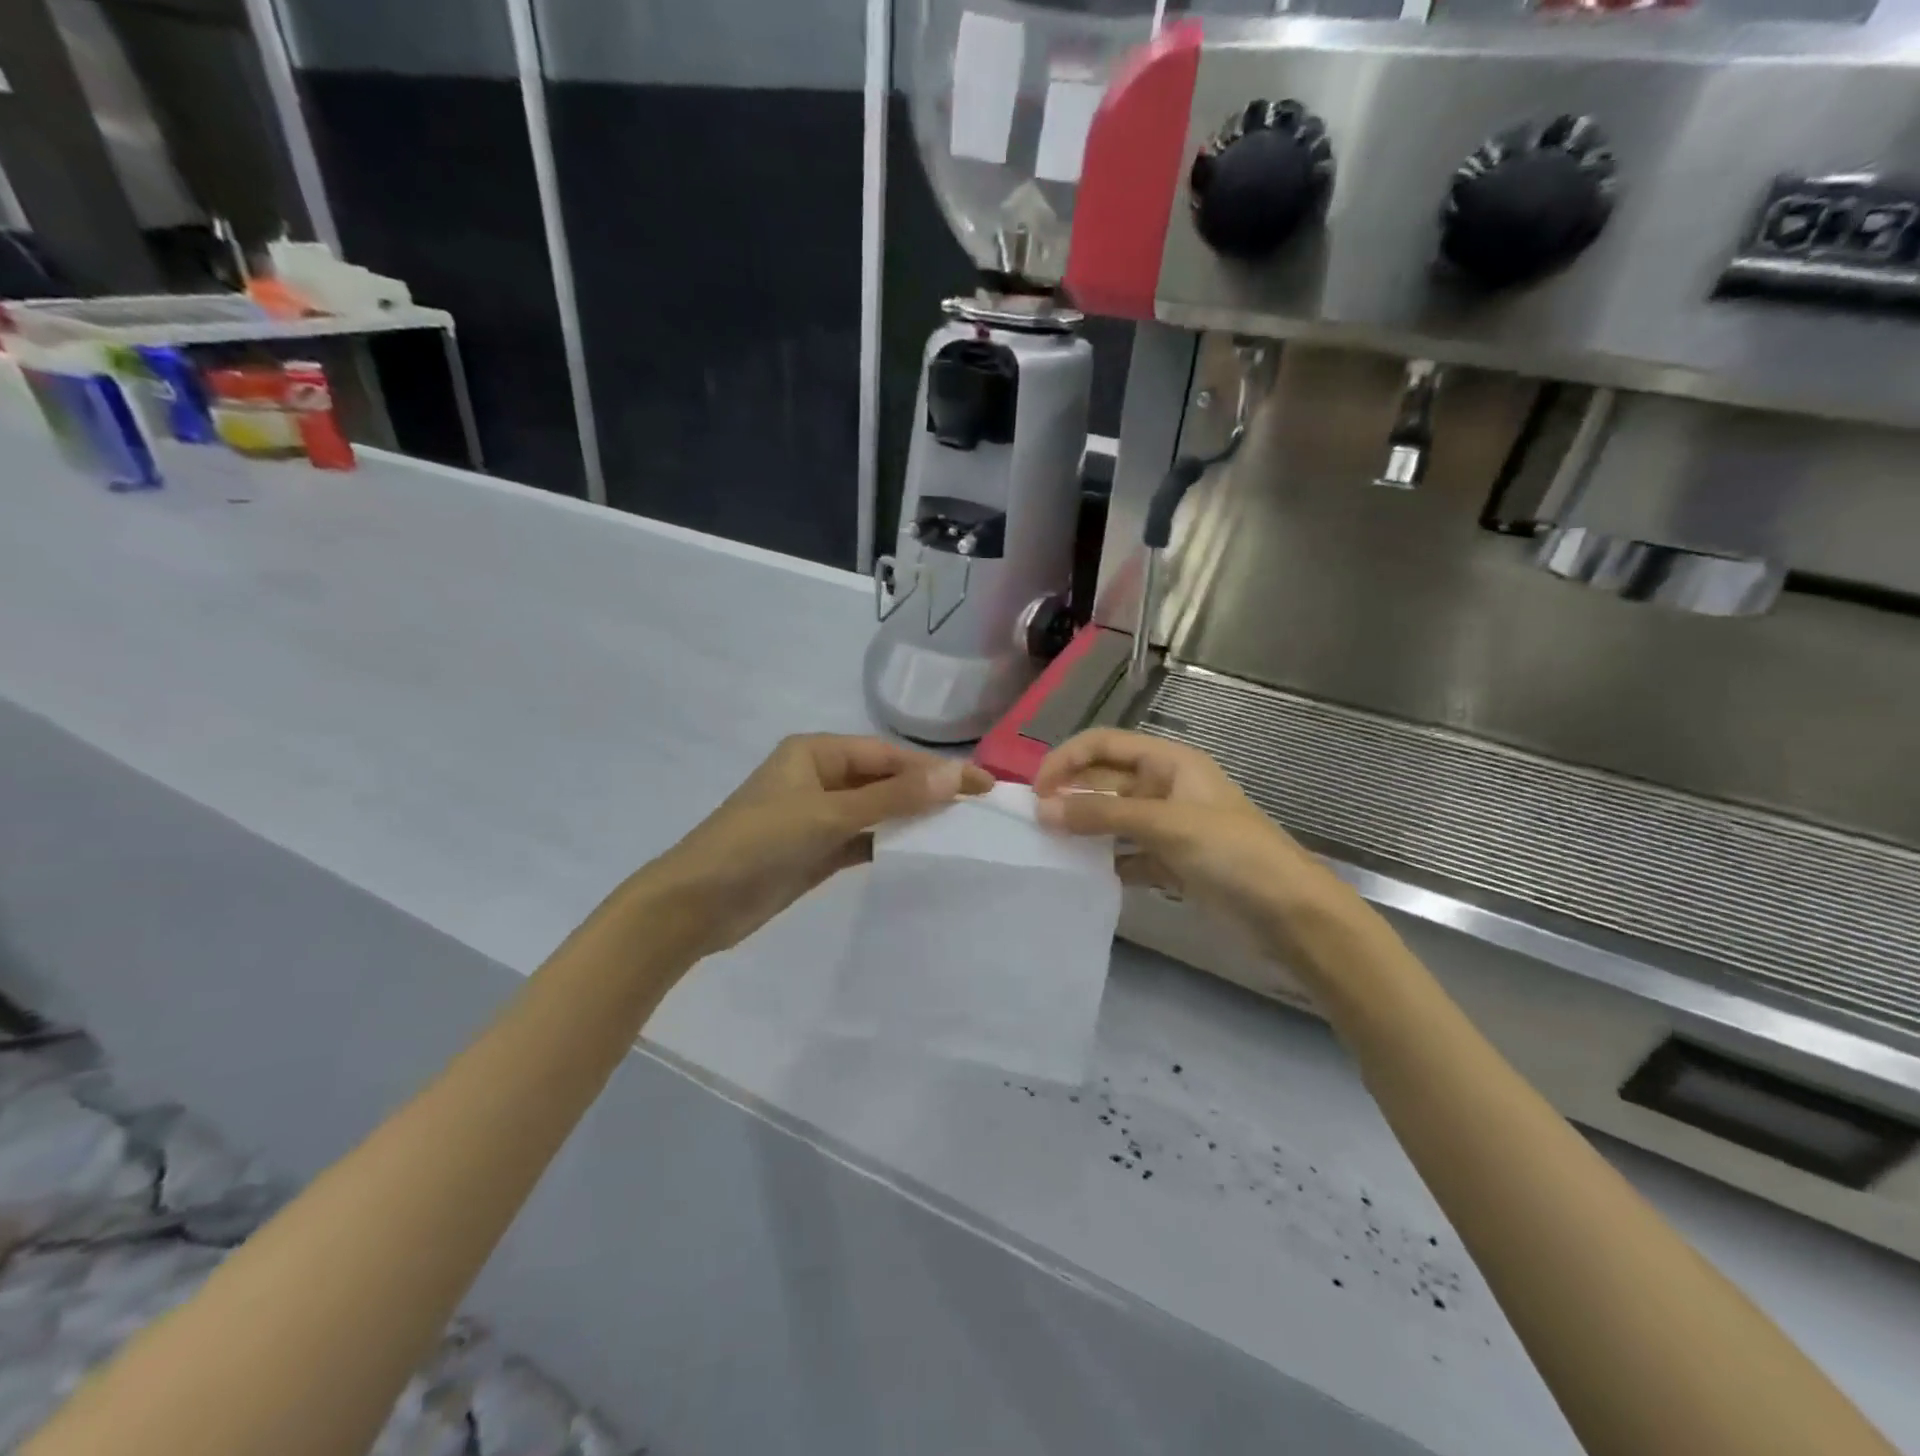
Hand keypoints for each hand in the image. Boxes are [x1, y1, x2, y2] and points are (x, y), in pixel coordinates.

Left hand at [652, 734, 992, 957]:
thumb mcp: (828, 814)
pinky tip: (922, 852)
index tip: (981, 786)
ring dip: (912, 818)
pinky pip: (864, 839)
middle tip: (979, 809)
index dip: (935, 769)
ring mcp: (817, 816)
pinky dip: (890, 844)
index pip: (888, 756)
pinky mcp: (816, 851)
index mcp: (816, 752)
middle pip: (885, 780)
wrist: (696, 905)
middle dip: (927, 792)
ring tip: (961, 830)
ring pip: (877, 810)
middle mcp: (819, 777)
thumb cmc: (758, 843)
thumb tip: (955, 776)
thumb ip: (892, 797)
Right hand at [1033, 729, 1356, 950]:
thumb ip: (1103, 814)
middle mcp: (1167, 788)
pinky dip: (1107, 863)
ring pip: (1114, 819)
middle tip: (1035, 824)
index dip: (1068, 759)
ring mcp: (1170, 828)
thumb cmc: (1232, 853)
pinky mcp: (1173, 864)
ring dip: (1085, 830)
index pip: (1105, 744)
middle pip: (1106, 781)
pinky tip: (1084, 877)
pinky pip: (1128, 855)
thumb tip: (1043, 809)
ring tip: (1049, 849)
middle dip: (1072, 795)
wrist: (1291, 914)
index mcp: (1170, 763)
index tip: (1036, 791)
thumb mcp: (1166, 825)